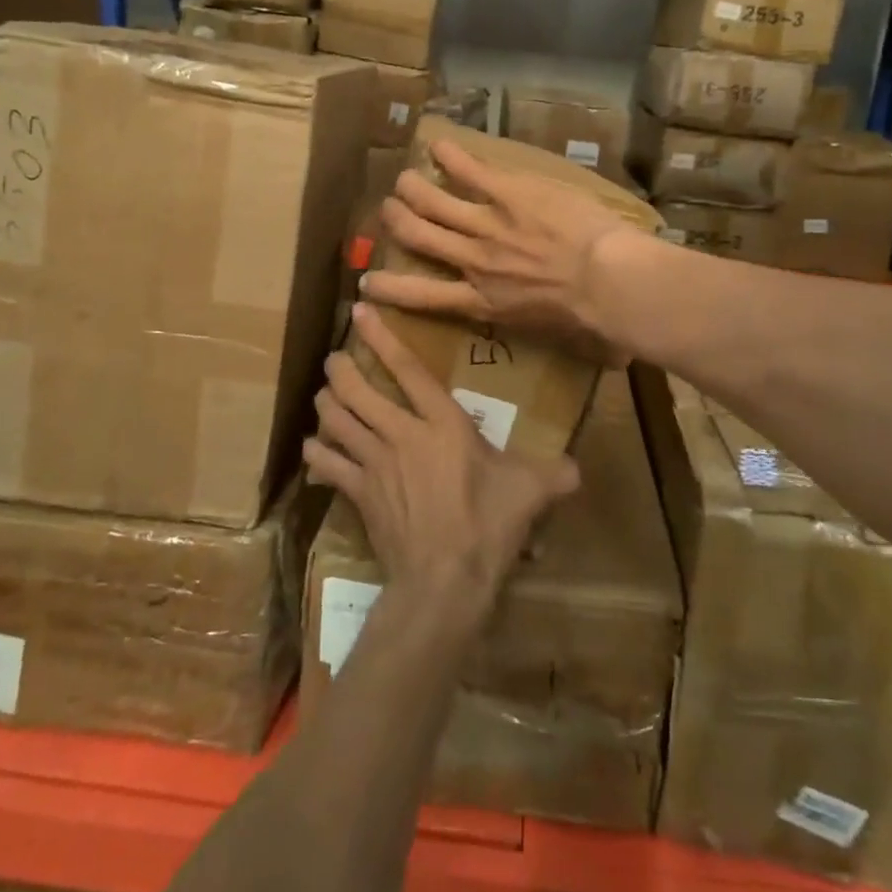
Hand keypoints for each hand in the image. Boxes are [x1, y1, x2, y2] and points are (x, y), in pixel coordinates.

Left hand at [305, 305, 579, 623]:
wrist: (445, 579)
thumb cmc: (488, 525)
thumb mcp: (530, 492)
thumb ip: (554, 473)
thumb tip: (577, 469)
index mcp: (443, 423)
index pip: (408, 370)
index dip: (382, 338)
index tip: (360, 312)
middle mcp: (402, 433)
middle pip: (358, 390)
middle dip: (341, 370)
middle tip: (334, 359)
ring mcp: (375, 463)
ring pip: (337, 421)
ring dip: (326, 404)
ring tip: (323, 394)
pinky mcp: (360, 494)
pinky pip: (328, 464)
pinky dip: (318, 452)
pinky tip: (314, 448)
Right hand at [362, 139, 643, 344]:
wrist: (606, 282)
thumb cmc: (586, 316)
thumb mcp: (547, 333)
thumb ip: (526, 320)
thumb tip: (534, 323)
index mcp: (481, 302)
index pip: (420, 296)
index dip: (388, 287)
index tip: (367, 282)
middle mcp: (473, 262)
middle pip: (417, 237)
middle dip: (396, 221)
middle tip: (389, 210)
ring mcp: (487, 225)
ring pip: (432, 202)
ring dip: (412, 188)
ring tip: (404, 179)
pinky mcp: (508, 194)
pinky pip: (469, 170)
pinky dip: (450, 156)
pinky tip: (438, 143)